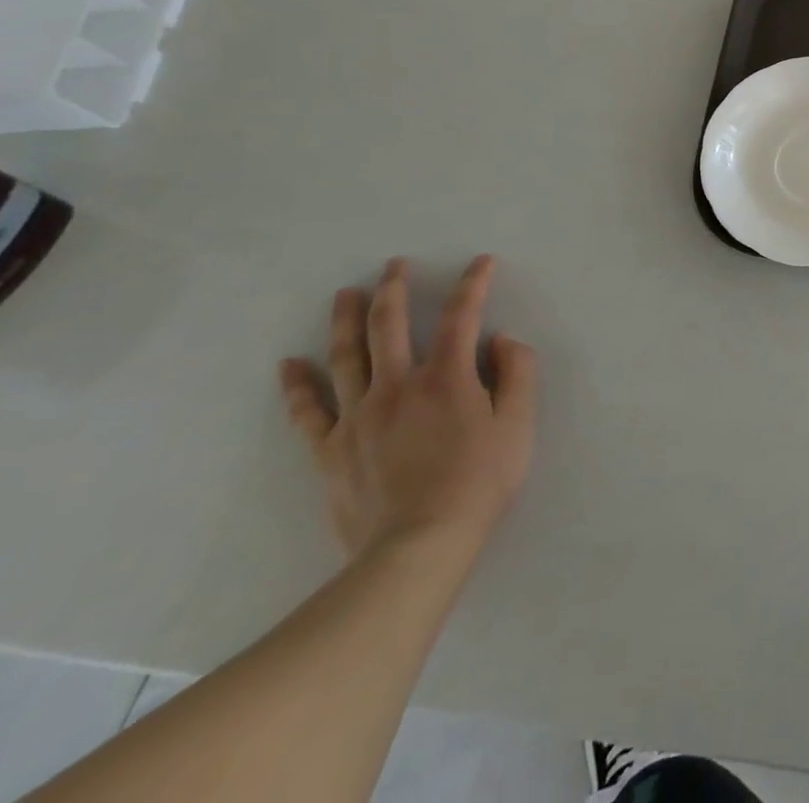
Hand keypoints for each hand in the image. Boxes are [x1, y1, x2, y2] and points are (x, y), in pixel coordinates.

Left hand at [279, 255, 537, 564]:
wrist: (418, 547)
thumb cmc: (479, 482)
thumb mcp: (519, 424)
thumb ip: (518, 373)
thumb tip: (501, 340)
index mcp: (447, 377)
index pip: (462, 316)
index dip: (474, 284)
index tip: (482, 262)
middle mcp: (397, 385)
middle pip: (389, 324)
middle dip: (394, 288)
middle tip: (394, 265)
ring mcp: (358, 417)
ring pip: (346, 356)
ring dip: (345, 319)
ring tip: (344, 294)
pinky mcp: (331, 450)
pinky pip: (308, 412)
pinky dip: (297, 385)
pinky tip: (289, 364)